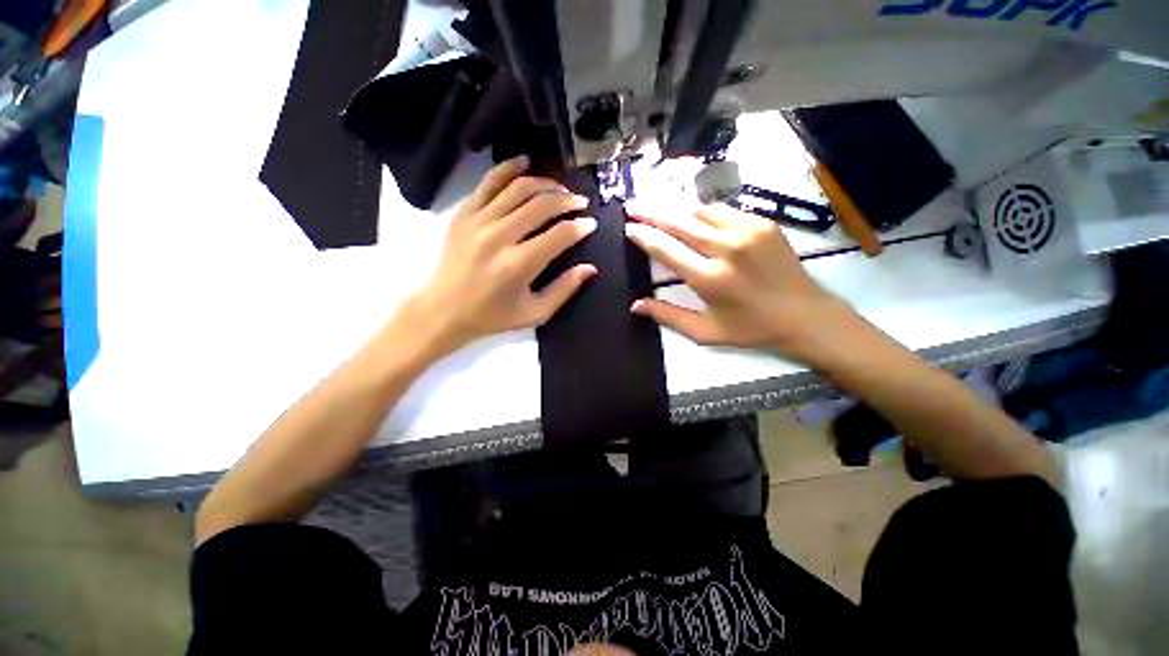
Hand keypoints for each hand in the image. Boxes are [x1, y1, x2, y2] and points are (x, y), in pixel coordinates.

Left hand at [402, 156, 596, 356]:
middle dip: (567, 200)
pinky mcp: (464, 214)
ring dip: (545, 184)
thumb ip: (564, 290)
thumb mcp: (535, 313)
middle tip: (580, 202)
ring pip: (519, 188)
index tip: (591, 223)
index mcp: (518, 265)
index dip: (580, 227)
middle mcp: (499, 237)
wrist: (443, 311)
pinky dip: (508, 168)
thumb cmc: (493, 316)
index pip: (559, 235)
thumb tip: (590, 268)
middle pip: (542, 205)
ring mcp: (478, 221)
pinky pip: (489, 182)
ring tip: (559, 188)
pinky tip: (524, 162)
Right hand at [624, 199, 865, 363]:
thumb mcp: (705, 332)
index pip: (667, 250)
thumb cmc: (751, 329)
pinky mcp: (763, 223)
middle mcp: (727, 249)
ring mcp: (748, 231)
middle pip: (680, 222)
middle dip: (652, 212)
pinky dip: (702, 212)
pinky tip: (691, 215)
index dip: (644, 236)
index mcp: (710, 279)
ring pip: (700, 211)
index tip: (629, 227)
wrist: (805, 316)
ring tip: (657, 208)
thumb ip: (667, 316)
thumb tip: (635, 305)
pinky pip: (723, 211)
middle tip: (632, 206)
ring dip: (676, 209)